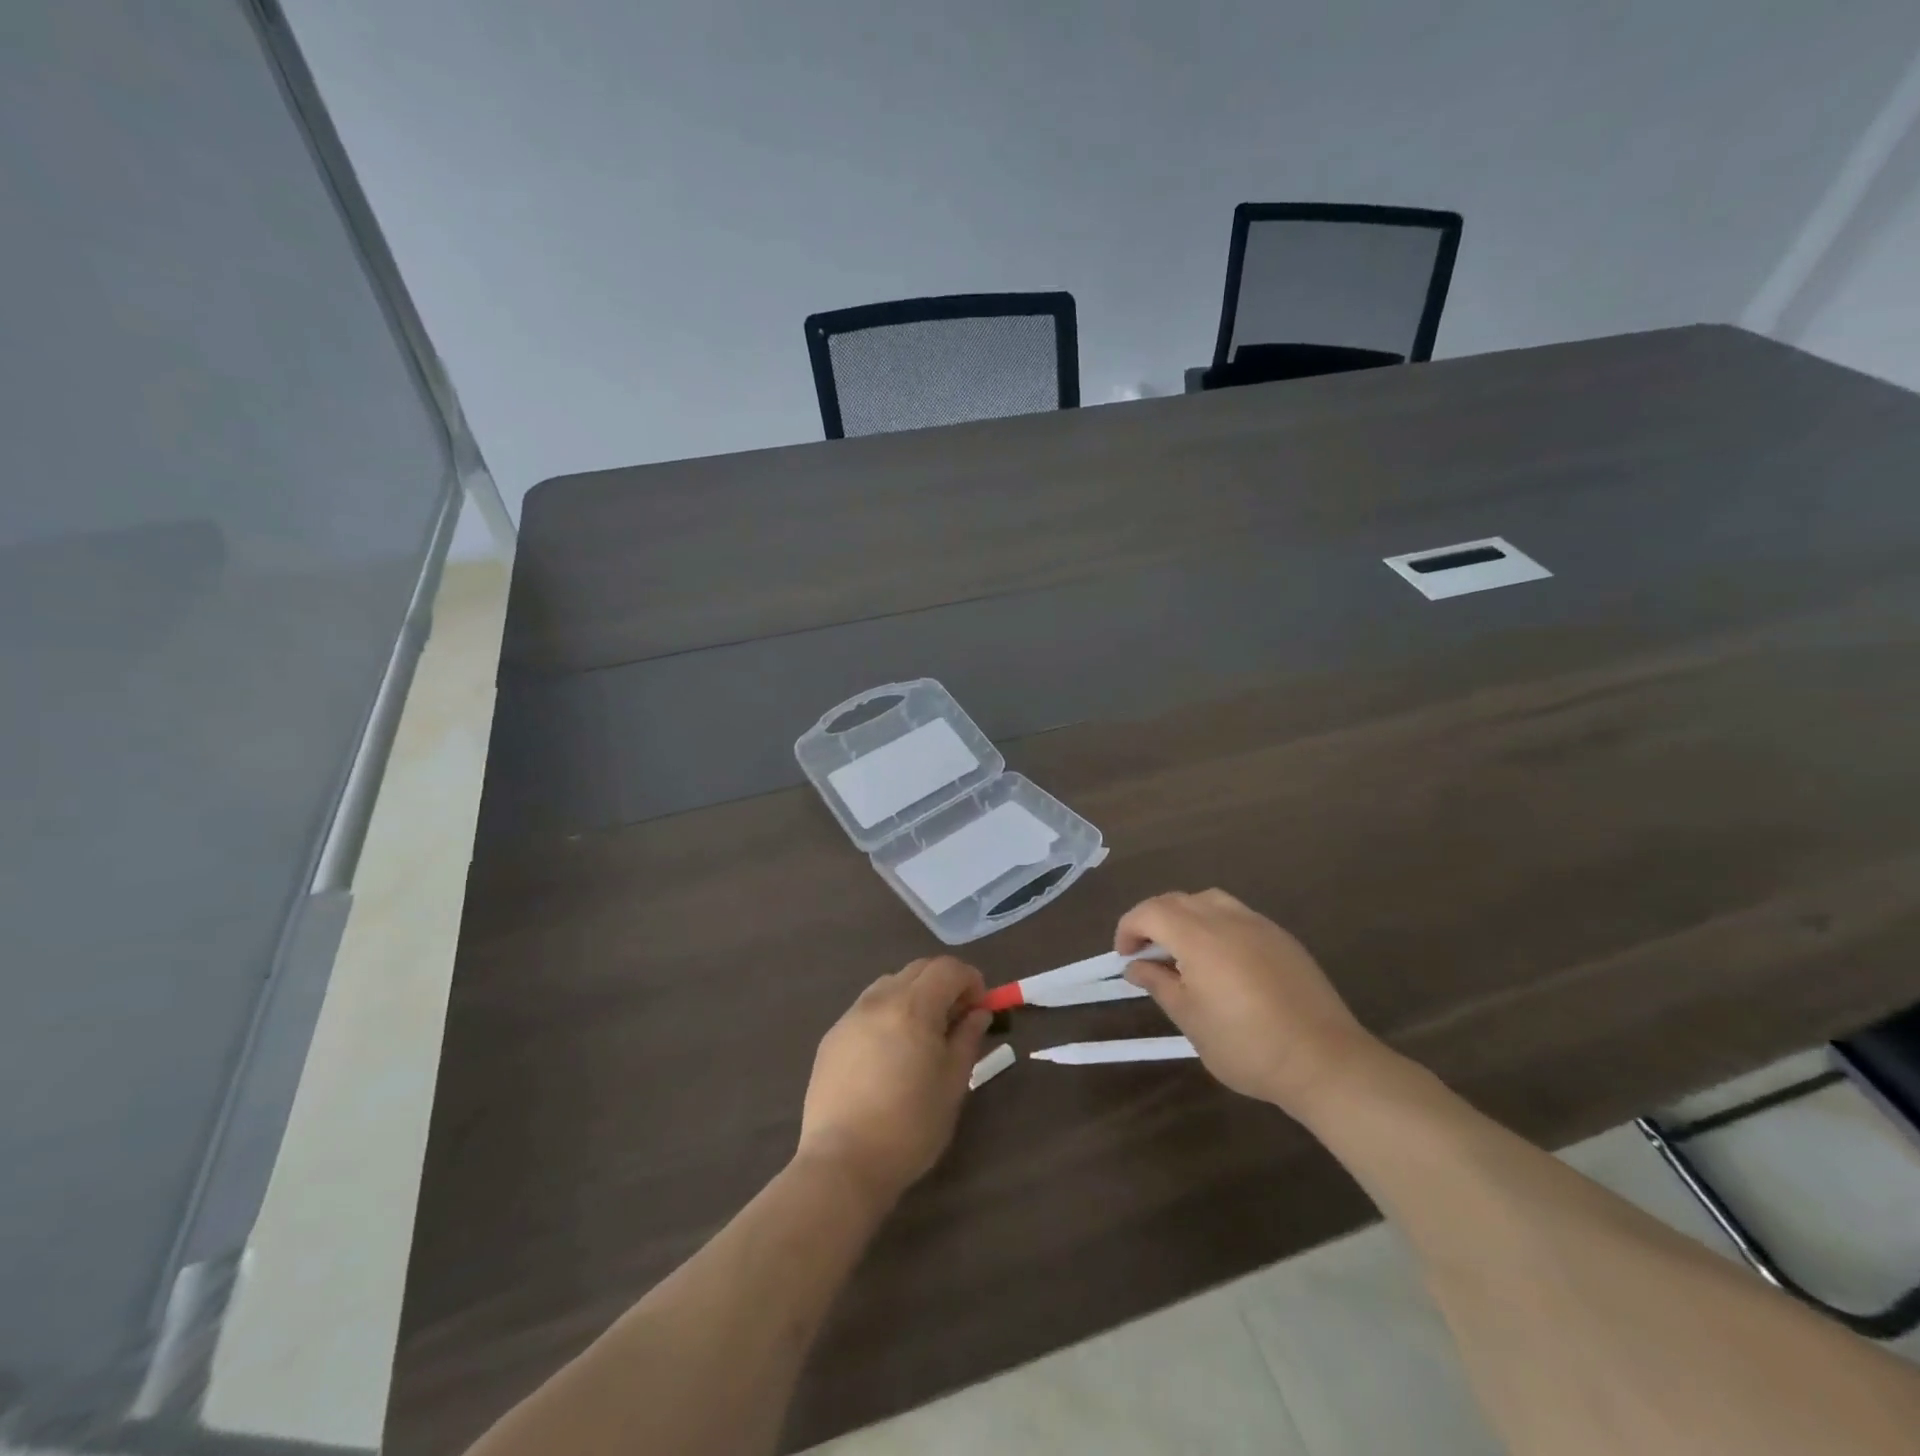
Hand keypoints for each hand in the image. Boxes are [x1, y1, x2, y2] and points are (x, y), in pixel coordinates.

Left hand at [797, 956, 991, 1204]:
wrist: (843, 1163)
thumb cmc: (909, 1126)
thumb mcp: (952, 1084)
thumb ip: (967, 1039)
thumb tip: (978, 1013)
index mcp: (913, 1007)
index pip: (948, 968)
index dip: (970, 980)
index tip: (980, 1008)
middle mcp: (879, 1000)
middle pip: (918, 970)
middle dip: (943, 984)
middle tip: (956, 1019)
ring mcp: (851, 1016)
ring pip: (890, 984)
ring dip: (914, 995)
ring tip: (922, 1035)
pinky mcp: (832, 1037)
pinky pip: (867, 1008)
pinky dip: (888, 1013)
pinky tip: (889, 1052)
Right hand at [1118, 889, 1389, 1117]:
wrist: (1324, 1060)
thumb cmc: (1246, 1044)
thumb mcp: (1190, 1019)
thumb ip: (1159, 984)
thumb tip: (1135, 966)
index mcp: (1198, 935)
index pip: (1150, 912)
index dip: (1129, 927)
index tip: (1125, 956)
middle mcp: (1226, 918)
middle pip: (1178, 900)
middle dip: (1153, 920)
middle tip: (1147, 954)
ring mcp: (1258, 924)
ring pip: (1209, 901)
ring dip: (1186, 916)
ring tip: (1183, 951)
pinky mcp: (1282, 938)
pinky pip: (1237, 915)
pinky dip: (1216, 925)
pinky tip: (1221, 961)